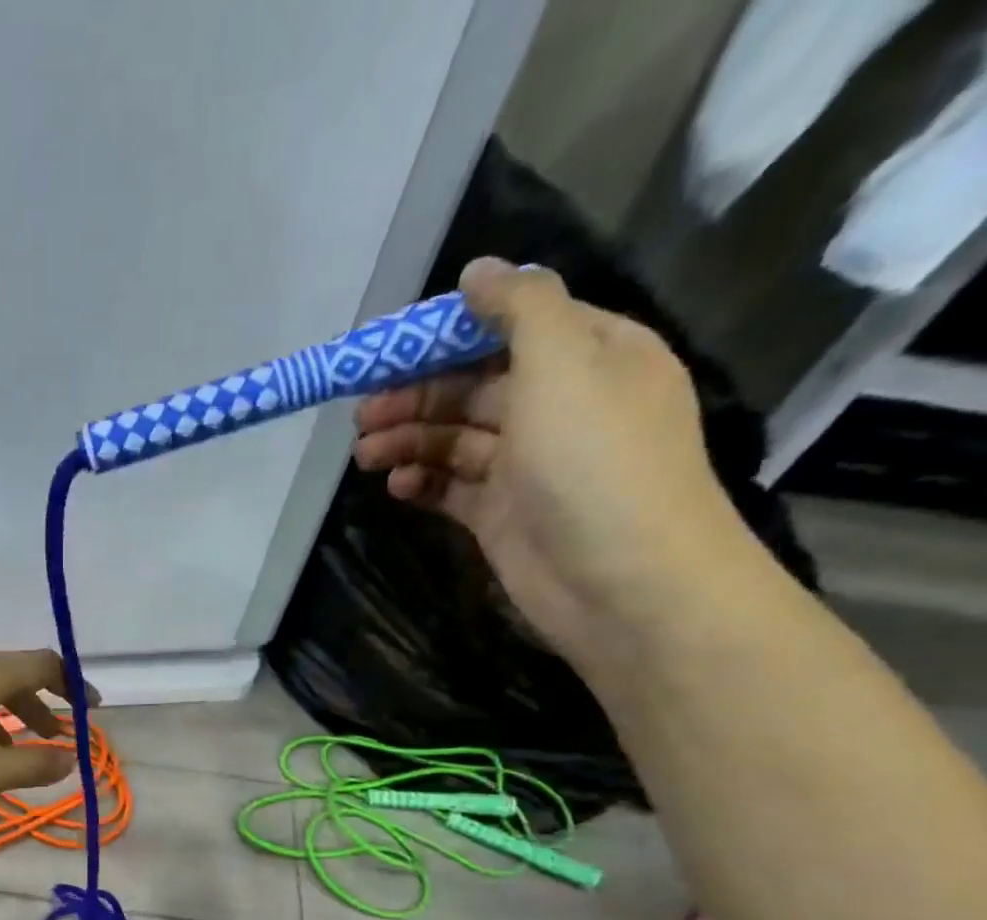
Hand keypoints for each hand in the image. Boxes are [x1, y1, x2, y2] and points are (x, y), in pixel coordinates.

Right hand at [353, 258, 764, 668]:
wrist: (623, 582)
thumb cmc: (595, 463)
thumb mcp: (564, 364)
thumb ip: (519, 309)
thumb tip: (477, 270)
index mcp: (590, 356)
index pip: (511, 328)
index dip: (448, 335)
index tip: (389, 351)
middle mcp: (560, 406)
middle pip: (473, 387)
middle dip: (415, 396)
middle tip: (362, 415)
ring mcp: (529, 465)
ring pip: (455, 440)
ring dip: (409, 442)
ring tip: (365, 456)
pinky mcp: (502, 515)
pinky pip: (452, 487)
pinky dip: (422, 483)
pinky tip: (395, 487)